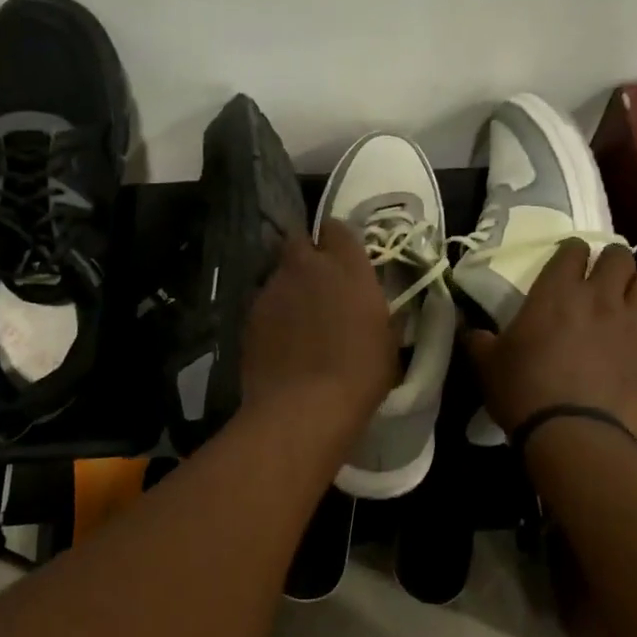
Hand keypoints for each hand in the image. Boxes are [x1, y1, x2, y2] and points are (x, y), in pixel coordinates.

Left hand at [240, 222, 396, 431]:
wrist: (303, 408)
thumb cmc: (359, 375)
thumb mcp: (388, 344)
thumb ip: (379, 315)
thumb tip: (377, 313)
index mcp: (347, 268)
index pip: (337, 228)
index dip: (338, 241)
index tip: (343, 258)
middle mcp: (306, 267)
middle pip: (299, 241)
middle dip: (305, 254)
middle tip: (316, 281)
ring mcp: (272, 289)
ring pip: (278, 273)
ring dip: (288, 286)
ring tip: (296, 318)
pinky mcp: (249, 315)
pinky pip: (262, 303)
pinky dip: (271, 314)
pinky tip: (279, 340)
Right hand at [464, 241, 636, 437]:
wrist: (572, 435)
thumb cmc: (523, 391)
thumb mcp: (486, 364)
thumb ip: (478, 339)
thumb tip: (468, 328)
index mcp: (557, 293)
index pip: (572, 250)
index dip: (570, 252)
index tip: (565, 262)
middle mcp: (601, 298)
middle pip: (619, 257)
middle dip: (610, 261)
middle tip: (600, 276)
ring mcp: (634, 325)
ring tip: (626, 303)